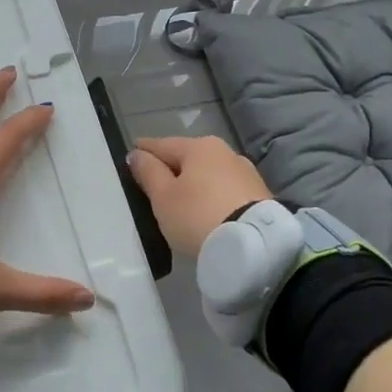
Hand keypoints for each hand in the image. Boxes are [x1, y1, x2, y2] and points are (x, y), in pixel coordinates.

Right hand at [125, 136, 271, 257]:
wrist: (255, 246)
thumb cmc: (198, 216)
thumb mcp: (163, 196)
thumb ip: (148, 172)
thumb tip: (137, 154)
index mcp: (199, 146)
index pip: (162, 145)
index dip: (144, 150)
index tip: (132, 153)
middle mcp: (225, 152)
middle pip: (188, 157)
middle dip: (171, 167)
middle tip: (154, 180)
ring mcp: (246, 174)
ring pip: (209, 174)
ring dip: (194, 183)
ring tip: (180, 199)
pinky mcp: (260, 196)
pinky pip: (225, 191)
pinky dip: (211, 196)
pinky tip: (205, 209)